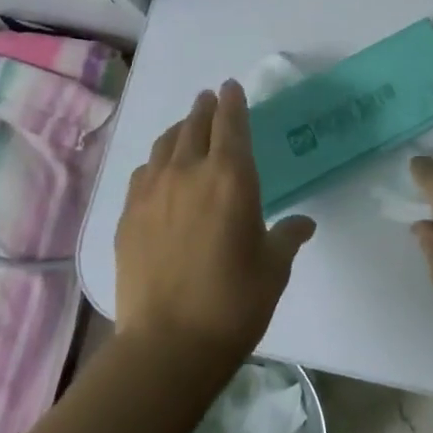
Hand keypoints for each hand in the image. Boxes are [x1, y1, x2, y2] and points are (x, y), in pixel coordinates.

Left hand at [116, 81, 315, 372]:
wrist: (167, 344)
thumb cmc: (233, 303)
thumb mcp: (274, 268)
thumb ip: (288, 236)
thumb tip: (303, 223)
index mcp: (231, 177)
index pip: (231, 122)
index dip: (232, 101)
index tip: (231, 87)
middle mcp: (189, 171)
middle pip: (194, 124)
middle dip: (205, 108)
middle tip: (210, 99)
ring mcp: (153, 191)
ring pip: (165, 143)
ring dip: (179, 129)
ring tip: (186, 128)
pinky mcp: (128, 214)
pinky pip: (144, 171)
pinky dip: (156, 161)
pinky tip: (160, 171)